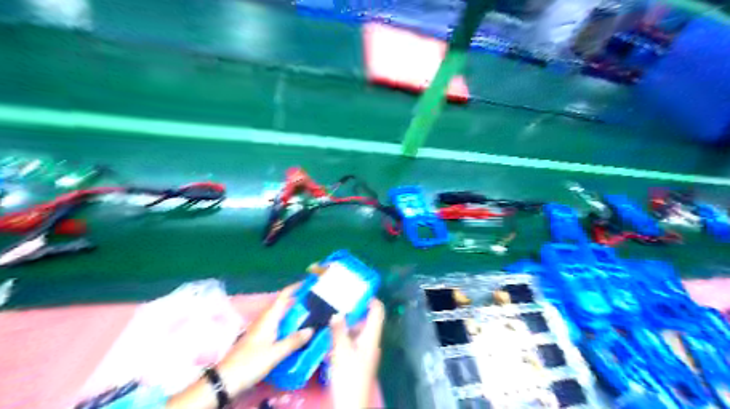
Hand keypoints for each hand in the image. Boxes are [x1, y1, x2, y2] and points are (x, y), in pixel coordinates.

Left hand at [219, 284, 317, 392]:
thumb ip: (294, 341)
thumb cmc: (250, 363)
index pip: (284, 296)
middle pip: (283, 305)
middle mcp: (265, 320)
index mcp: (269, 317)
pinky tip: (296, 333)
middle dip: (298, 301)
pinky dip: (289, 325)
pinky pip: (278, 326)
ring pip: (281, 316)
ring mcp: (261, 329)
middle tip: (316, 301)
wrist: (225, 380)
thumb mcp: (275, 353)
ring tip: (311, 315)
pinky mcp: (260, 339)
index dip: (296, 287)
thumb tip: (311, 329)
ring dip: (294, 313)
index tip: (309, 283)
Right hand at [332, 301, 387, 408]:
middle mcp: (370, 341)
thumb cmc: (349, 377)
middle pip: (365, 319)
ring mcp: (363, 351)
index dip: (370, 298)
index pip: (377, 311)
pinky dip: (342, 335)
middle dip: (352, 310)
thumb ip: (339, 330)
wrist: (350, 404)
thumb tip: (337, 312)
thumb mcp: (341, 351)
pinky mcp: (356, 359)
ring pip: (356, 330)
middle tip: (336, 300)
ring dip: (345, 323)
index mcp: (371, 336)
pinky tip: (328, 334)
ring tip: (329, 313)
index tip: (356, 289)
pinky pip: (350, 341)